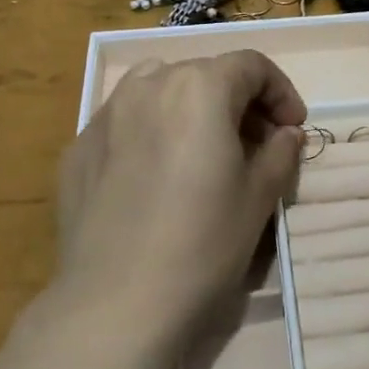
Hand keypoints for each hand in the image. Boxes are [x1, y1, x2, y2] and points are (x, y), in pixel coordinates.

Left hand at [0, 51, 304, 368]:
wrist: (116, 303)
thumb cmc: (203, 244)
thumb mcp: (259, 197)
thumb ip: (280, 152)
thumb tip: (286, 133)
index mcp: (199, 87)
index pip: (251, 65)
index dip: (281, 91)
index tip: (292, 128)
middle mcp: (148, 85)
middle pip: (204, 73)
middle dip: (238, 100)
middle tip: (255, 144)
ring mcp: (105, 115)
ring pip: (158, 89)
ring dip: (190, 107)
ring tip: (202, 149)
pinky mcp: (77, 149)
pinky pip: (124, 123)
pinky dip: (150, 132)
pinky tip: (155, 177)